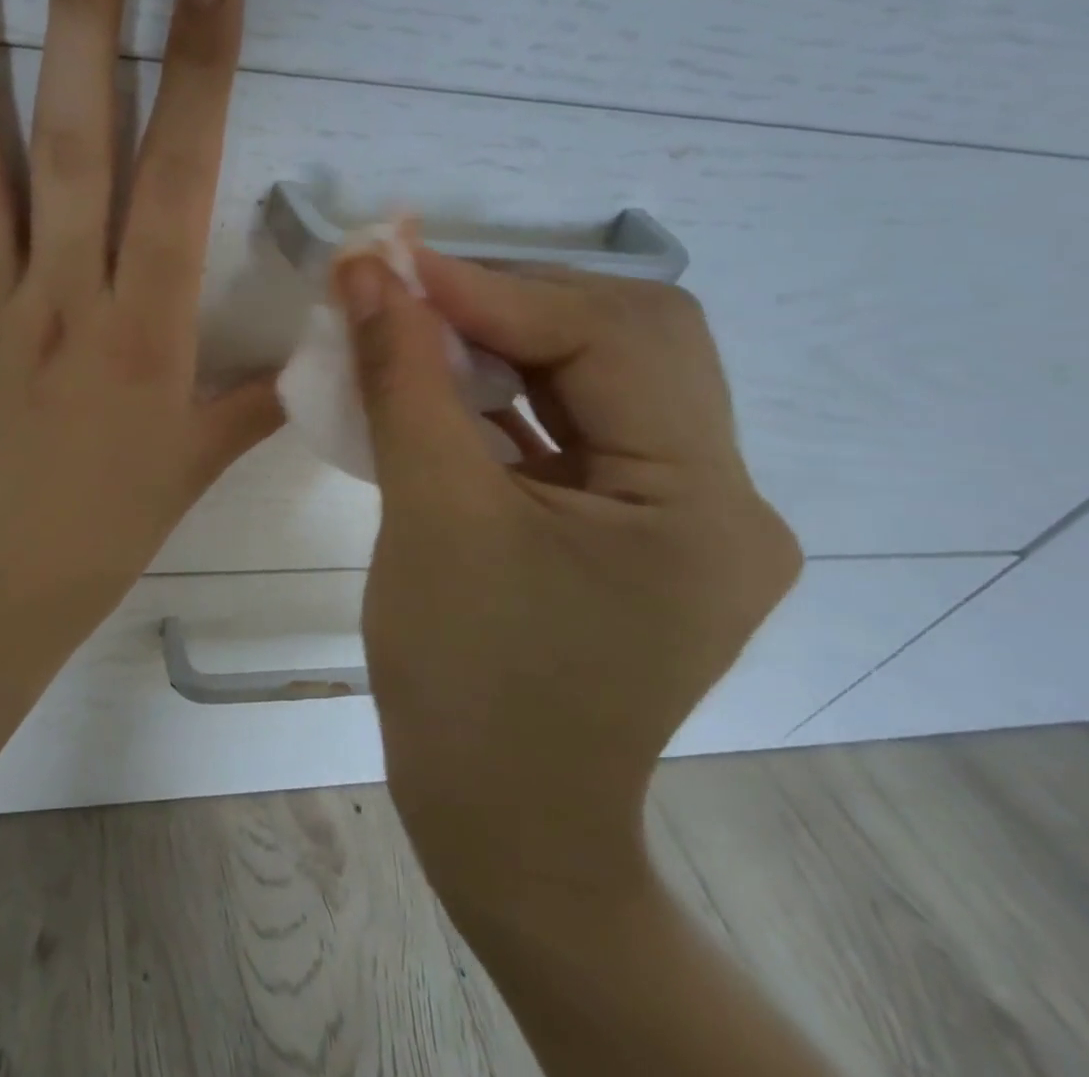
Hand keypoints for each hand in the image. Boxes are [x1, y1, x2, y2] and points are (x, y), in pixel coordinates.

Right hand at [339, 252, 801, 911]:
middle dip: (511, 301)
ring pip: (601, 377)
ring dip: (506, 339)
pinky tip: (447, 383)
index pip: (611, 340)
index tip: (394, 262)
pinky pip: (577, 426)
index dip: (495, 288)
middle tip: (410, 287)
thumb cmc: (466, 683)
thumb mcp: (429, 515)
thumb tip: (365, 271)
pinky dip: (508, 391)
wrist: (501, 826)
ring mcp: (684, 515)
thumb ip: (401, 379)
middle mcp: (724, 498)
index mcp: (702, 504)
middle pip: (627, 342)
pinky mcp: (636, 529)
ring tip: (420, 322)